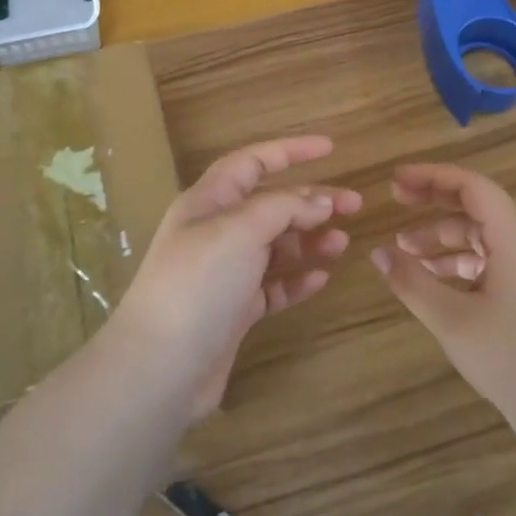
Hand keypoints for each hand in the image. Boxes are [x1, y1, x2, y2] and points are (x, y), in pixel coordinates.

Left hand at [117, 136, 360, 417]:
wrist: (161, 367)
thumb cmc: (198, 283)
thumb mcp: (241, 230)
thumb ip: (284, 208)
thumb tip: (321, 200)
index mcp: (209, 201)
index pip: (252, 161)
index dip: (290, 151)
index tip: (331, 148)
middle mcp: (216, 231)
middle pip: (271, 204)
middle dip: (311, 201)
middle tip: (354, 206)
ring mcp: (225, 273)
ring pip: (275, 246)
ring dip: (308, 241)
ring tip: (341, 245)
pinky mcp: (234, 311)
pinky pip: (272, 286)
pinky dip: (297, 279)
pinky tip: (321, 279)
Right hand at [372, 162, 515, 434]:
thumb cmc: (511, 358)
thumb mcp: (451, 319)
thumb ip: (412, 282)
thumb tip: (378, 253)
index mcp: (513, 239)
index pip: (472, 187)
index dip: (433, 177)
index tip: (396, 180)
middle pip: (475, 206)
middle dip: (433, 200)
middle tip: (395, 198)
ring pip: (479, 236)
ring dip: (441, 236)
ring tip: (403, 250)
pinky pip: (487, 261)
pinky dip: (456, 262)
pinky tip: (430, 280)